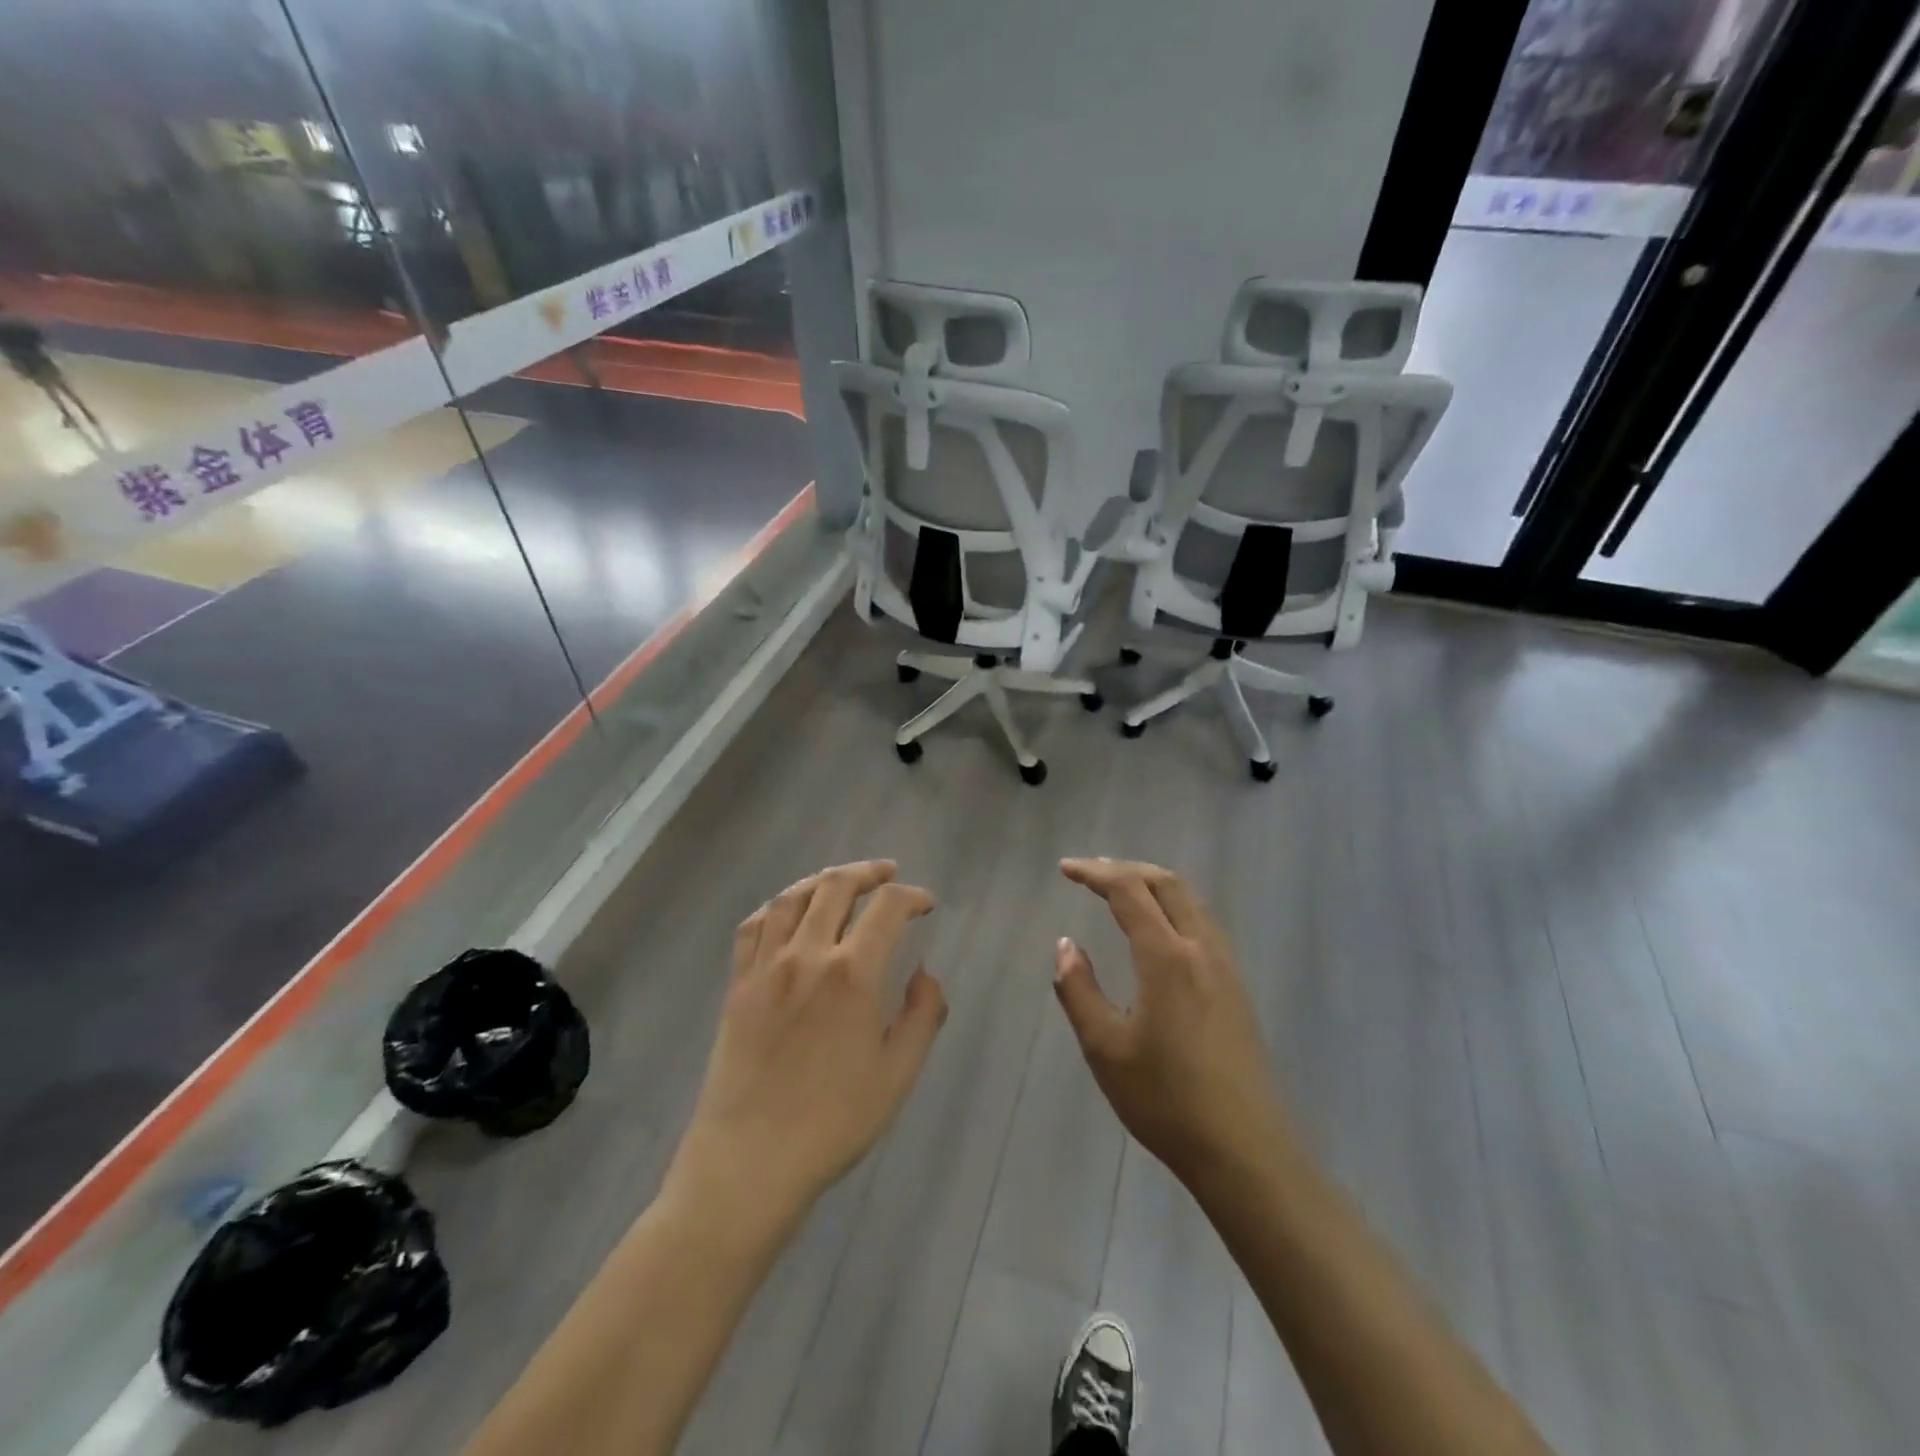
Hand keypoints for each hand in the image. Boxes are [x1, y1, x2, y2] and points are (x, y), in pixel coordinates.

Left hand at [669, 861, 946, 1228]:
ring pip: (791, 898)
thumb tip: (924, 973)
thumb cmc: (833, 1123)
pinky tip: (788, 912)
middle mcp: (806, 955)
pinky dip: (776, 906)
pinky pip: (753, 926)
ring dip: (822, 880)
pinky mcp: (737, 985)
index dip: (912, 896)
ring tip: (841, 881)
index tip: (926, 904)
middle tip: (888, 875)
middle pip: (835, 886)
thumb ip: (922, 1015)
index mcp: (852, 974)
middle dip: (867, 872)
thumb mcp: (898, 1075)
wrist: (749, 1162)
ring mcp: (765, 967)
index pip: (887, 908)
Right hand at [1054, 858, 1292, 1187]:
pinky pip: (1203, 924)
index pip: (1129, 891)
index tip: (1065, 869)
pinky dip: (1174, 907)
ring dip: (1153, 884)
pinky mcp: (1237, 988)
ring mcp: (1226, 967)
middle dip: (1126, 868)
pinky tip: (1160, 931)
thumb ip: (1079, 990)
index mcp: (1167, 957)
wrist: (1245, 1150)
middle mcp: (1201, 949)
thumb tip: (1065, 945)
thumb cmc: (1166, 1100)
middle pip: (1167, 883)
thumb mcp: (1105, 1048)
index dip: (1095, 873)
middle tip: (1090, 873)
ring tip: (1121, 891)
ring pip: (1191, 901)